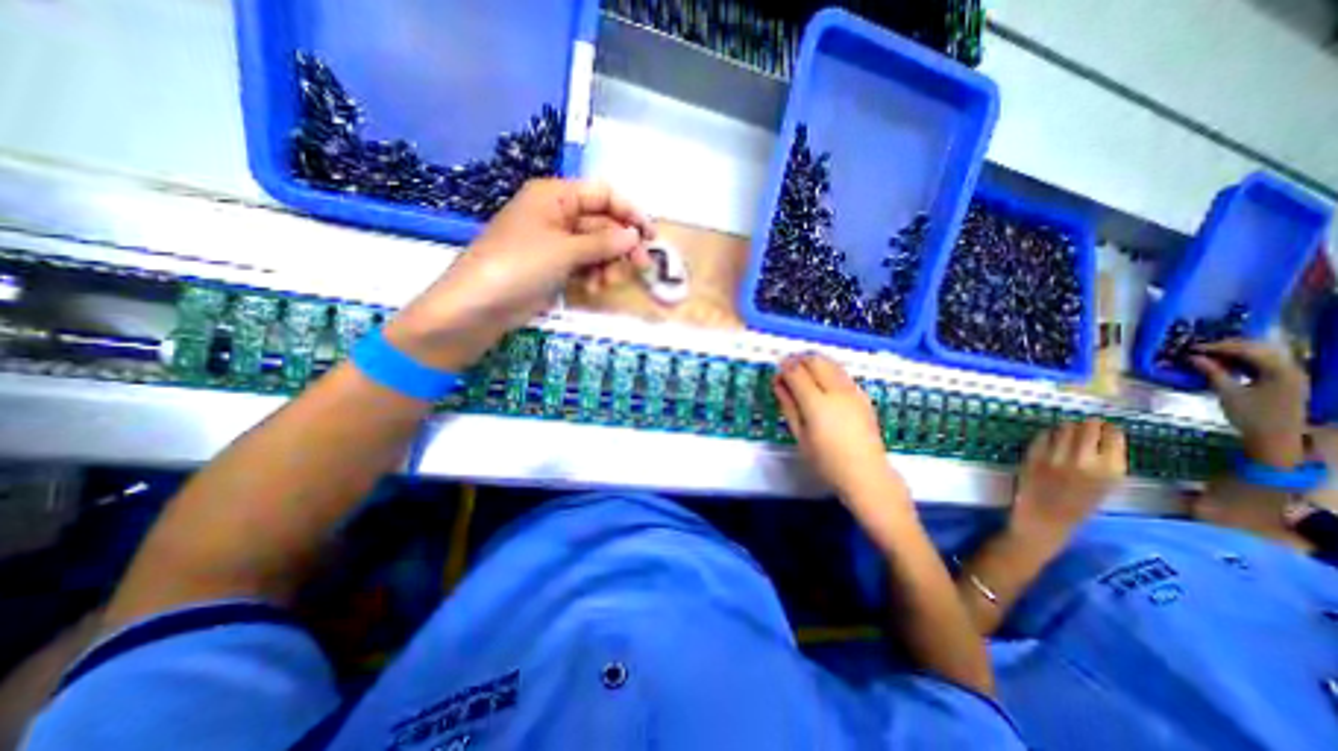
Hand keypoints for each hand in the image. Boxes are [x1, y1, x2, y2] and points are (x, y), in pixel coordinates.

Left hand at [381, 179, 655, 371]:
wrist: (479, 305)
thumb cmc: (519, 265)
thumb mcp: (565, 250)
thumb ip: (603, 243)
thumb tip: (635, 236)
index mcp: (556, 196)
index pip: (603, 194)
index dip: (629, 213)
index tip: (650, 236)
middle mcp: (558, 215)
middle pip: (603, 224)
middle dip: (621, 246)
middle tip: (640, 267)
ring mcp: (557, 243)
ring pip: (597, 248)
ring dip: (608, 264)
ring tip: (607, 283)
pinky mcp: (556, 267)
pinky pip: (585, 265)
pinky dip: (594, 275)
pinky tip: (594, 289)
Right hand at [769, 356, 902, 501]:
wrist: (866, 473)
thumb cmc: (826, 461)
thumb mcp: (800, 436)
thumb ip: (789, 406)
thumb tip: (779, 384)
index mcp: (817, 404)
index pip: (797, 372)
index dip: (784, 367)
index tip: (777, 371)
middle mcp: (836, 391)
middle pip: (815, 361)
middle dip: (799, 360)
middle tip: (789, 370)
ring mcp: (853, 391)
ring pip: (831, 363)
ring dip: (815, 362)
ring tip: (804, 374)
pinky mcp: (863, 396)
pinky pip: (842, 373)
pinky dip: (829, 370)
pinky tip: (823, 384)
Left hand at [1015, 423, 1124, 546]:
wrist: (1046, 518)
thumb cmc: (1078, 505)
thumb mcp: (1105, 485)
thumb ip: (1106, 462)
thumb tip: (1105, 435)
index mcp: (1110, 470)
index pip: (1113, 435)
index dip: (1108, 429)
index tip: (1104, 428)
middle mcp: (1084, 460)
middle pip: (1088, 426)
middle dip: (1087, 424)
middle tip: (1085, 426)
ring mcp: (1057, 457)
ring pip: (1064, 427)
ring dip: (1066, 428)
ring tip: (1067, 434)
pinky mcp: (1034, 456)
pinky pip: (1043, 435)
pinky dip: (1048, 435)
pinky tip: (1050, 441)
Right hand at [1192, 338, 1308, 465]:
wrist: (1276, 437)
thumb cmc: (1251, 416)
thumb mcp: (1228, 393)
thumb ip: (1213, 373)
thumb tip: (1194, 358)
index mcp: (1280, 371)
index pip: (1248, 351)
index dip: (1219, 347)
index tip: (1193, 347)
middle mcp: (1291, 369)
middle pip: (1260, 349)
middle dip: (1230, 346)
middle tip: (1201, 349)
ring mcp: (1291, 375)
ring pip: (1264, 355)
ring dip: (1237, 353)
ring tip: (1211, 355)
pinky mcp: (1286, 381)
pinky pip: (1265, 364)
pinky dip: (1245, 361)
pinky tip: (1228, 364)